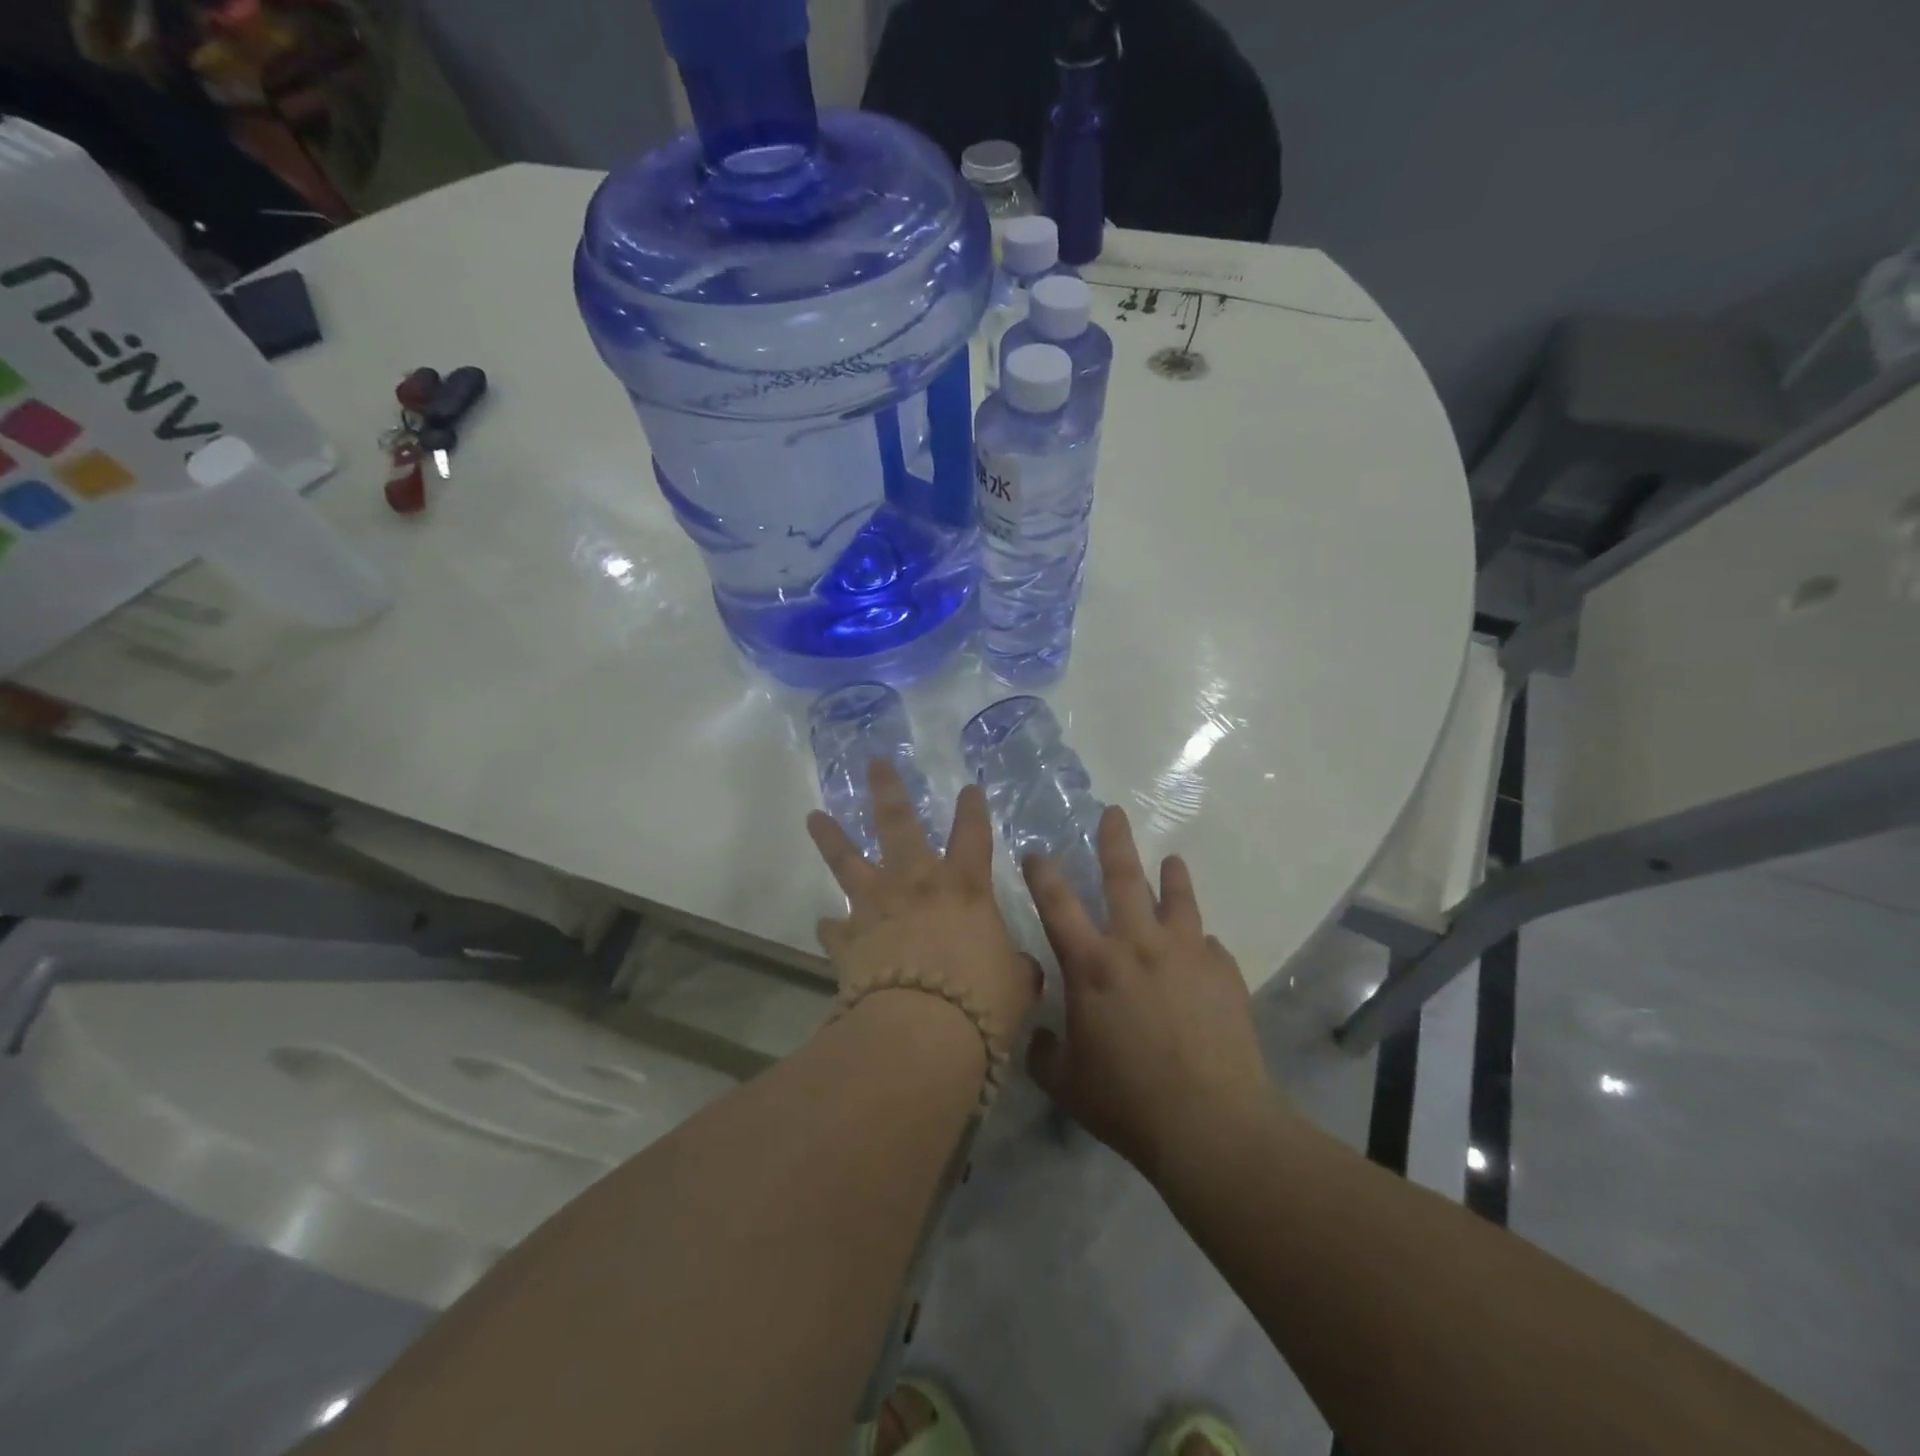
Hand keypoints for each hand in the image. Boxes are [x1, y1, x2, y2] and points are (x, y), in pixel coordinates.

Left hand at [809, 759, 1040, 1064]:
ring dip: (831, 837)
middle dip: (887, 789)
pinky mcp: (848, 939)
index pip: (974, 834)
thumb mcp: (1016, 983)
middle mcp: (916, 884)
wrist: (921, 1031)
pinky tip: (827, 926)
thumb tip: (1019, 969)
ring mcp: (876, 907)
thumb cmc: (981, 999)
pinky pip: (835, 928)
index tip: (969, 788)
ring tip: (814, 816)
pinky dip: (833, 927)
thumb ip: (1016, 968)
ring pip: (848, 860)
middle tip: (874, 762)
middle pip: (898, 823)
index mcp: (964, 886)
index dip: (973, 810)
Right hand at [1024, 806, 1273, 1181]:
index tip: (1036, 852)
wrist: (1211, 1123)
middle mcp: (1137, 945)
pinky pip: (1209, 945)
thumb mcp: (1068, 1084)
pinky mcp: (1223, 972)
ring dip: (1171, 876)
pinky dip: (1200, 943)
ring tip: (1172, 860)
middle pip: (1123, 878)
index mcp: (1092, 966)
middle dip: (1114, 841)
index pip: (1057, 905)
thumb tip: (1040, 1036)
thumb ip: (1044, 1053)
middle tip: (1114, 813)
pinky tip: (1203, 950)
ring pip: (1177, 898)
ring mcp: (1186, 953)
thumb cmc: (1128, 1102)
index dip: (1042, 874)